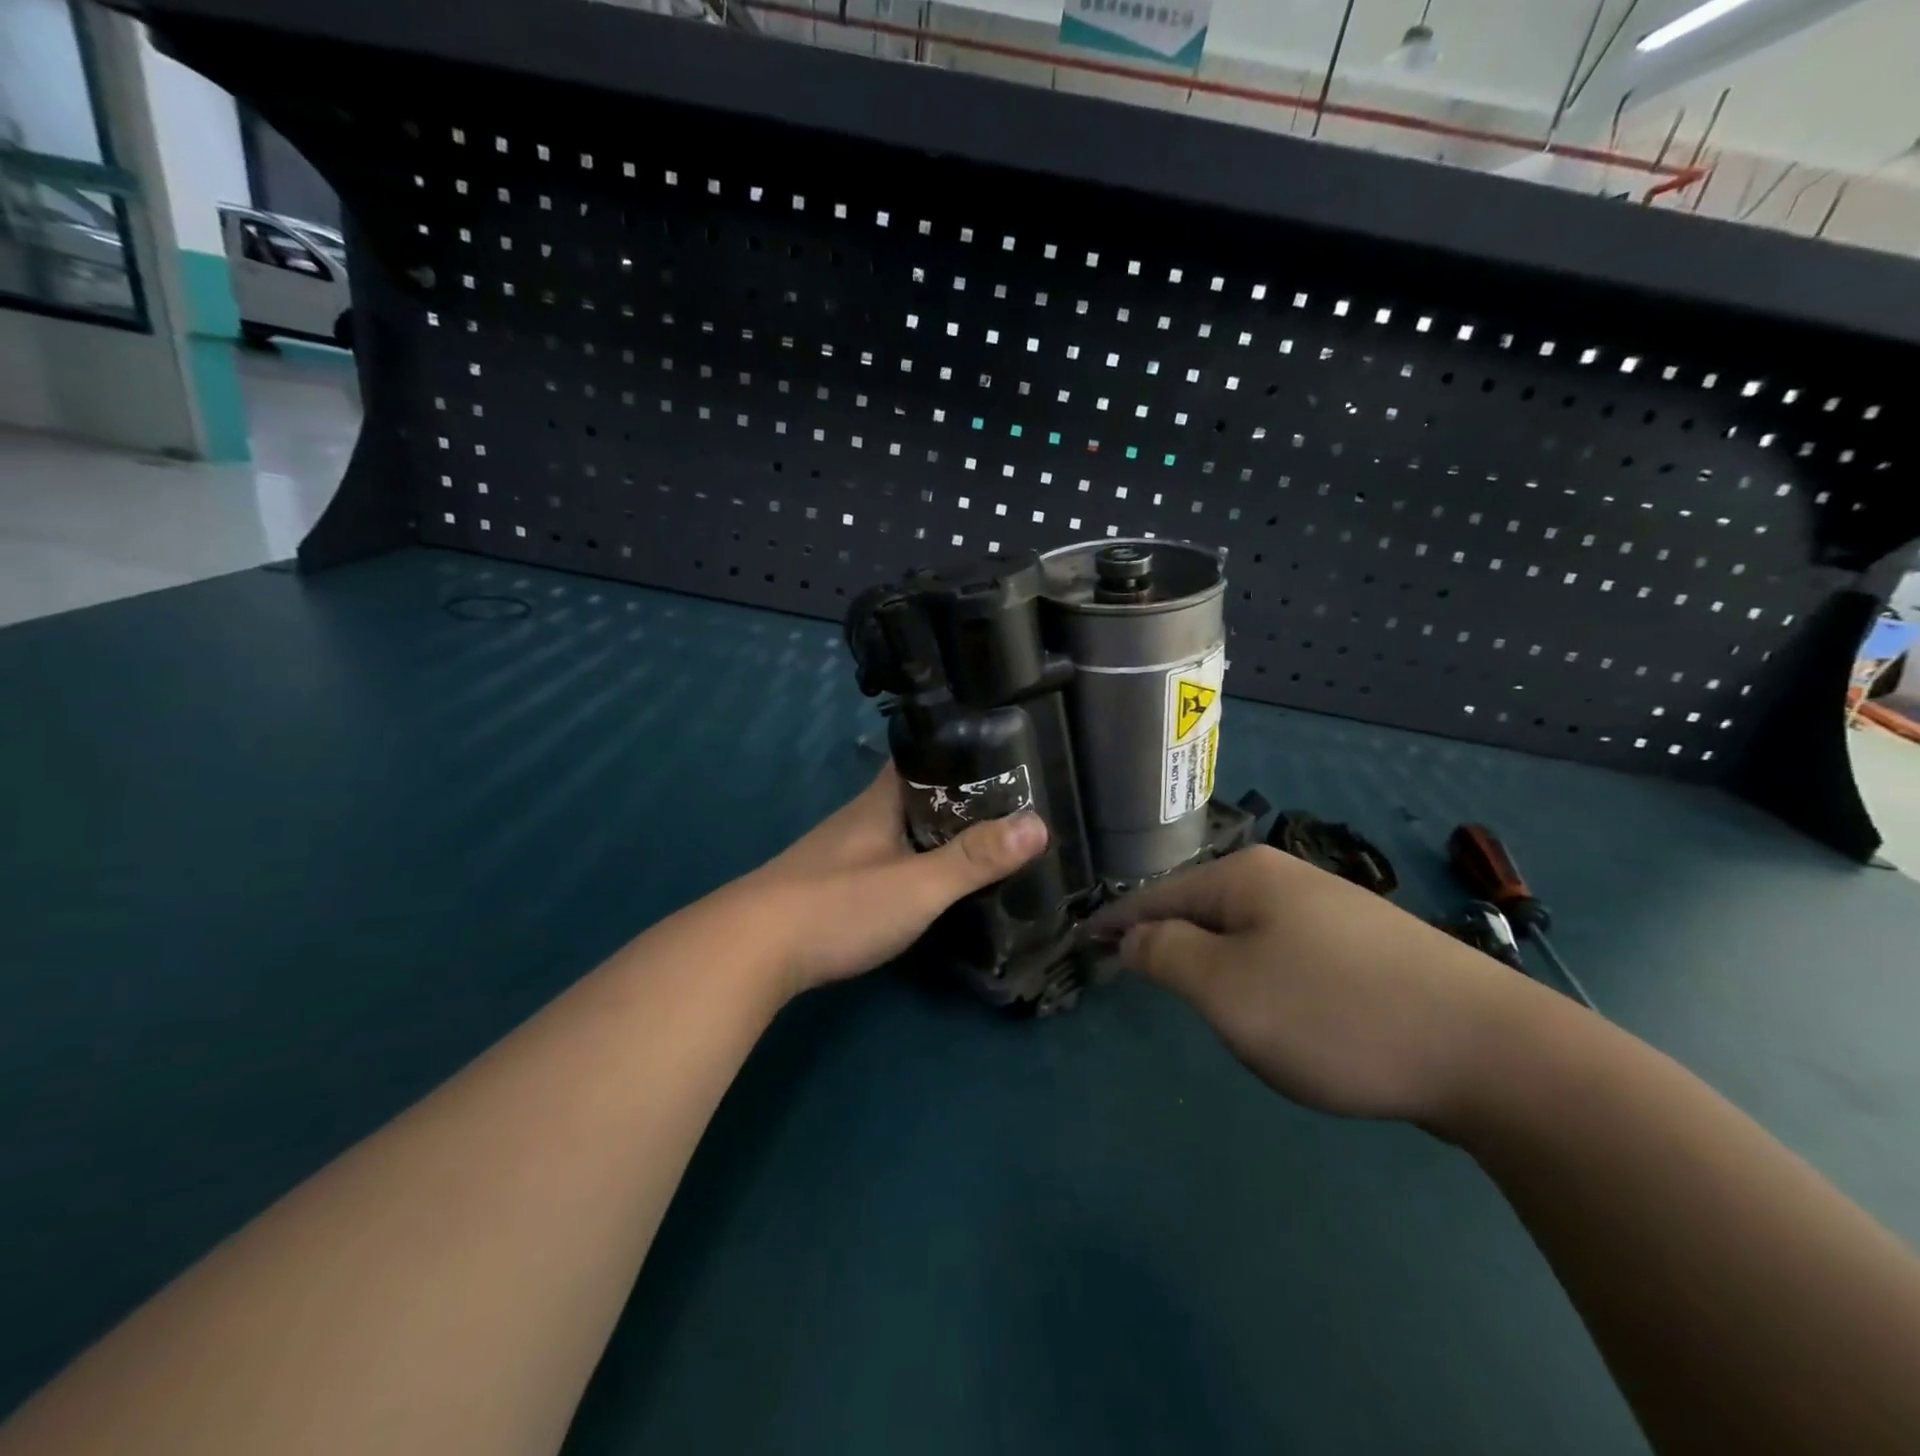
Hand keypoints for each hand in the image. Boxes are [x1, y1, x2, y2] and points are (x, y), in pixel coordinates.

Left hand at [742, 764, 1047, 997]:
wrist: (749, 951)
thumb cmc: (838, 905)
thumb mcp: (918, 884)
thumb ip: (974, 858)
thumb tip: (1038, 824)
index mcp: (881, 800)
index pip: (925, 756)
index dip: (963, 754)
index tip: (1006, 761)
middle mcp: (861, 817)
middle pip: (917, 795)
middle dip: (960, 801)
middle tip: (1010, 812)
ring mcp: (843, 852)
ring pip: (901, 831)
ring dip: (937, 836)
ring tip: (984, 848)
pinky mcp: (831, 886)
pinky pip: (885, 862)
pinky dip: (914, 865)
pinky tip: (931, 886)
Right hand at [1087, 845, 1544, 1125]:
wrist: (1492, 1052)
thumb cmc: (1334, 1014)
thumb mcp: (1225, 988)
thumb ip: (1164, 955)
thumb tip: (1133, 935)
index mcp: (1245, 876)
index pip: (1157, 894)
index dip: (1116, 922)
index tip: (1082, 942)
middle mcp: (1286, 878)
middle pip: (1202, 908)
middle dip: (1167, 942)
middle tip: (1139, 980)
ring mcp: (1332, 909)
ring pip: (1246, 932)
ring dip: (1215, 963)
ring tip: (1203, 1000)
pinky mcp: (1367, 947)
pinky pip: (1285, 952)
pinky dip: (1259, 975)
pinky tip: (1276, 1006)